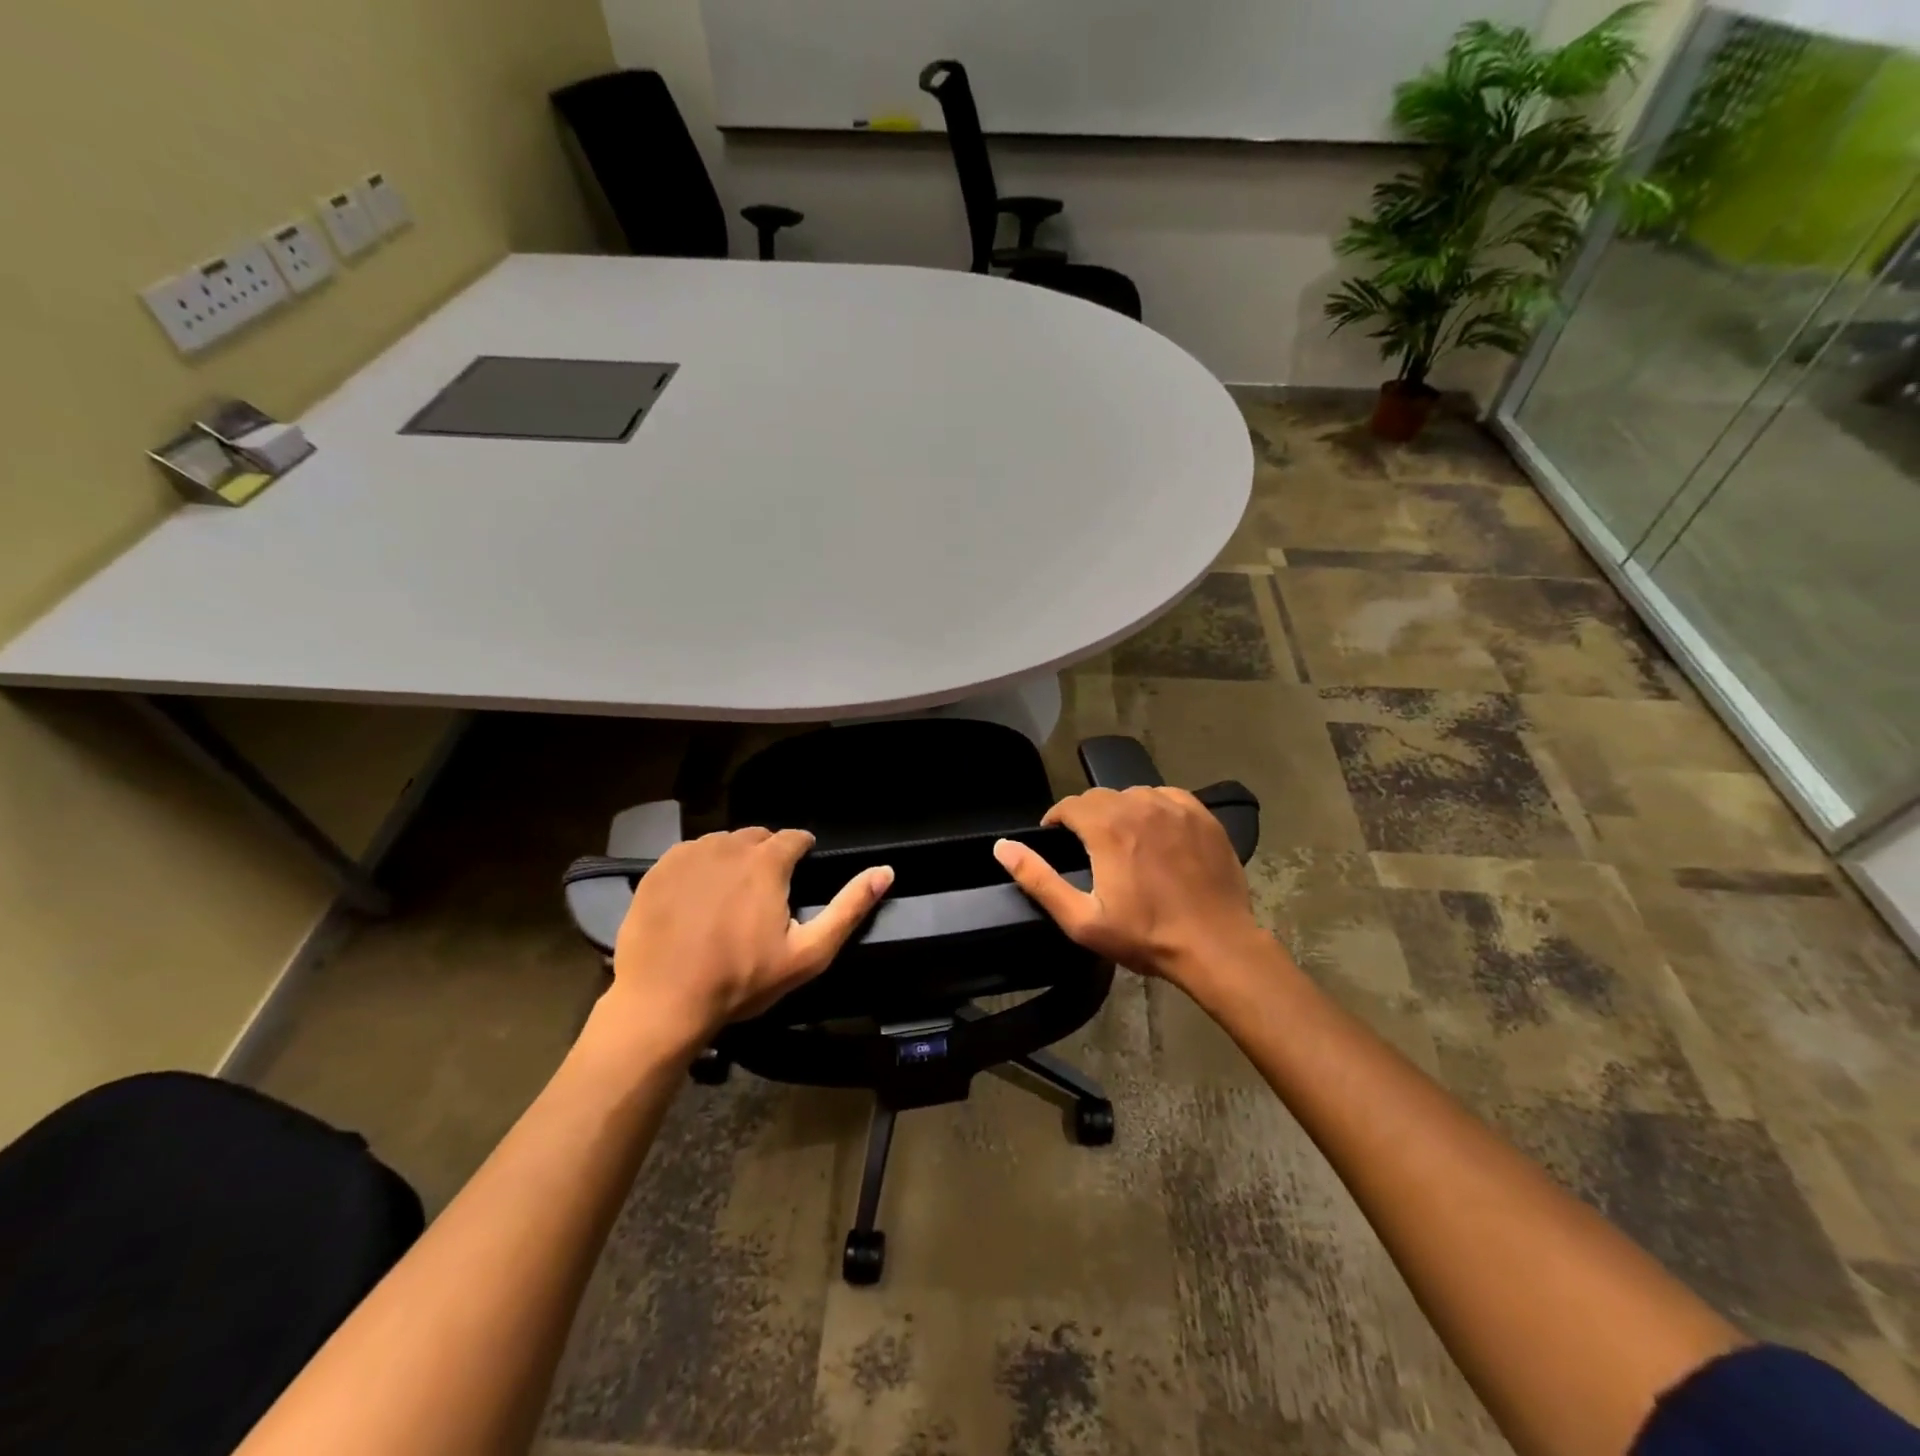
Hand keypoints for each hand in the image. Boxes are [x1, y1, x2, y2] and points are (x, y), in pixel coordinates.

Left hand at [608, 828, 892, 1046]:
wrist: (662, 1002)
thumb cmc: (741, 980)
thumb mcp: (808, 953)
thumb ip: (849, 908)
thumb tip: (886, 871)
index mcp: (766, 861)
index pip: (794, 837)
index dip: (802, 851)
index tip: (800, 872)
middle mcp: (728, 846)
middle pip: (758, 837)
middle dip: (768, 855)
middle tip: (766, 892)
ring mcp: (688, 855)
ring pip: (723, 843)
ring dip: (734, 859)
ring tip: (732, 896)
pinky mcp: (657, 869)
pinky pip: (690, 855)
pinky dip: (700, 868)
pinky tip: (697, 899)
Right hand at [993, 787, 1267, 990]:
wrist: (1216, 945)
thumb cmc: (1145, 936)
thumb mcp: (1081, 920)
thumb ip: (1038, 879)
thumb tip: (1003, 847)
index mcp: (1107, 827)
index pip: (1070, 805)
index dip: (1057, 820)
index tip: (1057, 840)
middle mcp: (1139, 805)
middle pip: (1100, 797)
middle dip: (1087, 817)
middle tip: (1089, 848)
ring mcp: (1175, 807)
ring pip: (1133, 795)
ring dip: (1121, 811)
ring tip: (1124, 842)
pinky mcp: (1202, 815)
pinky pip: (1167, 797)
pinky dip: (1154, 809)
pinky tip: (1157, 835)